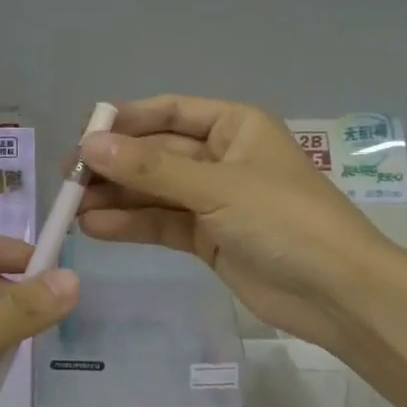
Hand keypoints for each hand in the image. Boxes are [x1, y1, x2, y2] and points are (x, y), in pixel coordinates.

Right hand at [77, 96, 389, 355]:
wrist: (338, 293)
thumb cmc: (284, 220)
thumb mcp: (216, 187)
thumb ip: (150, 168)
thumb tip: (88, 145)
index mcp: (233, 126)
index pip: (167, 112)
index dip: (124, 122)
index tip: (82, 137)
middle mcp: (221, 156)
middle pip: (156, 153)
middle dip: (114, 165)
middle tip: (68, 181)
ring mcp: (214, 199)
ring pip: (154, 190)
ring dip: (116, 197)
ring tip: (71, 208)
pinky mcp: (208, 237)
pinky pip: (162, 223)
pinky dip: (132, 224)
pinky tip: (96, 228)